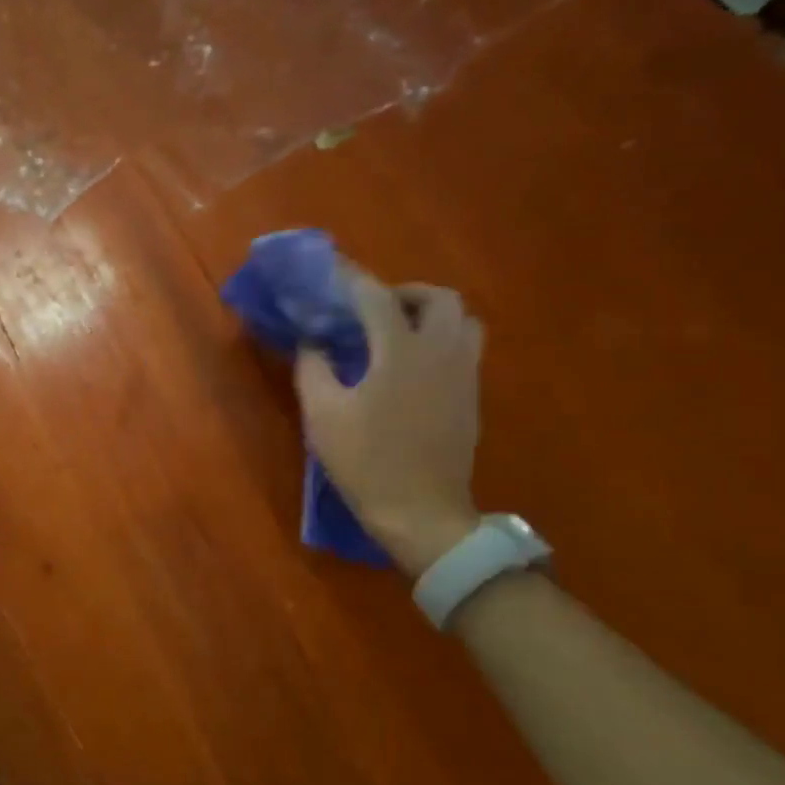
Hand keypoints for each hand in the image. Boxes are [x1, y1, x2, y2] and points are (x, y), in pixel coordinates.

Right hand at [295, 269, 483, 576]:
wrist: (422, 514)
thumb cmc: (366, 463)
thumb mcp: (322, 415)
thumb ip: (313, 368)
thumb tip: (312, 342)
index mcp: (401, 352)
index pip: (376, 297)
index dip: (352, 279)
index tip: (332, 270)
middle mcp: (441, 353)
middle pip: (439, 298)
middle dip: (405, 292)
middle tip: (374, 308)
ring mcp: (464, 375)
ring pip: (463, 321)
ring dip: (431, 314)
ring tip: (398, 332)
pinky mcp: (472, 398)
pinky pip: (465, 349)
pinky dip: (441, 340)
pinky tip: (413, 366)